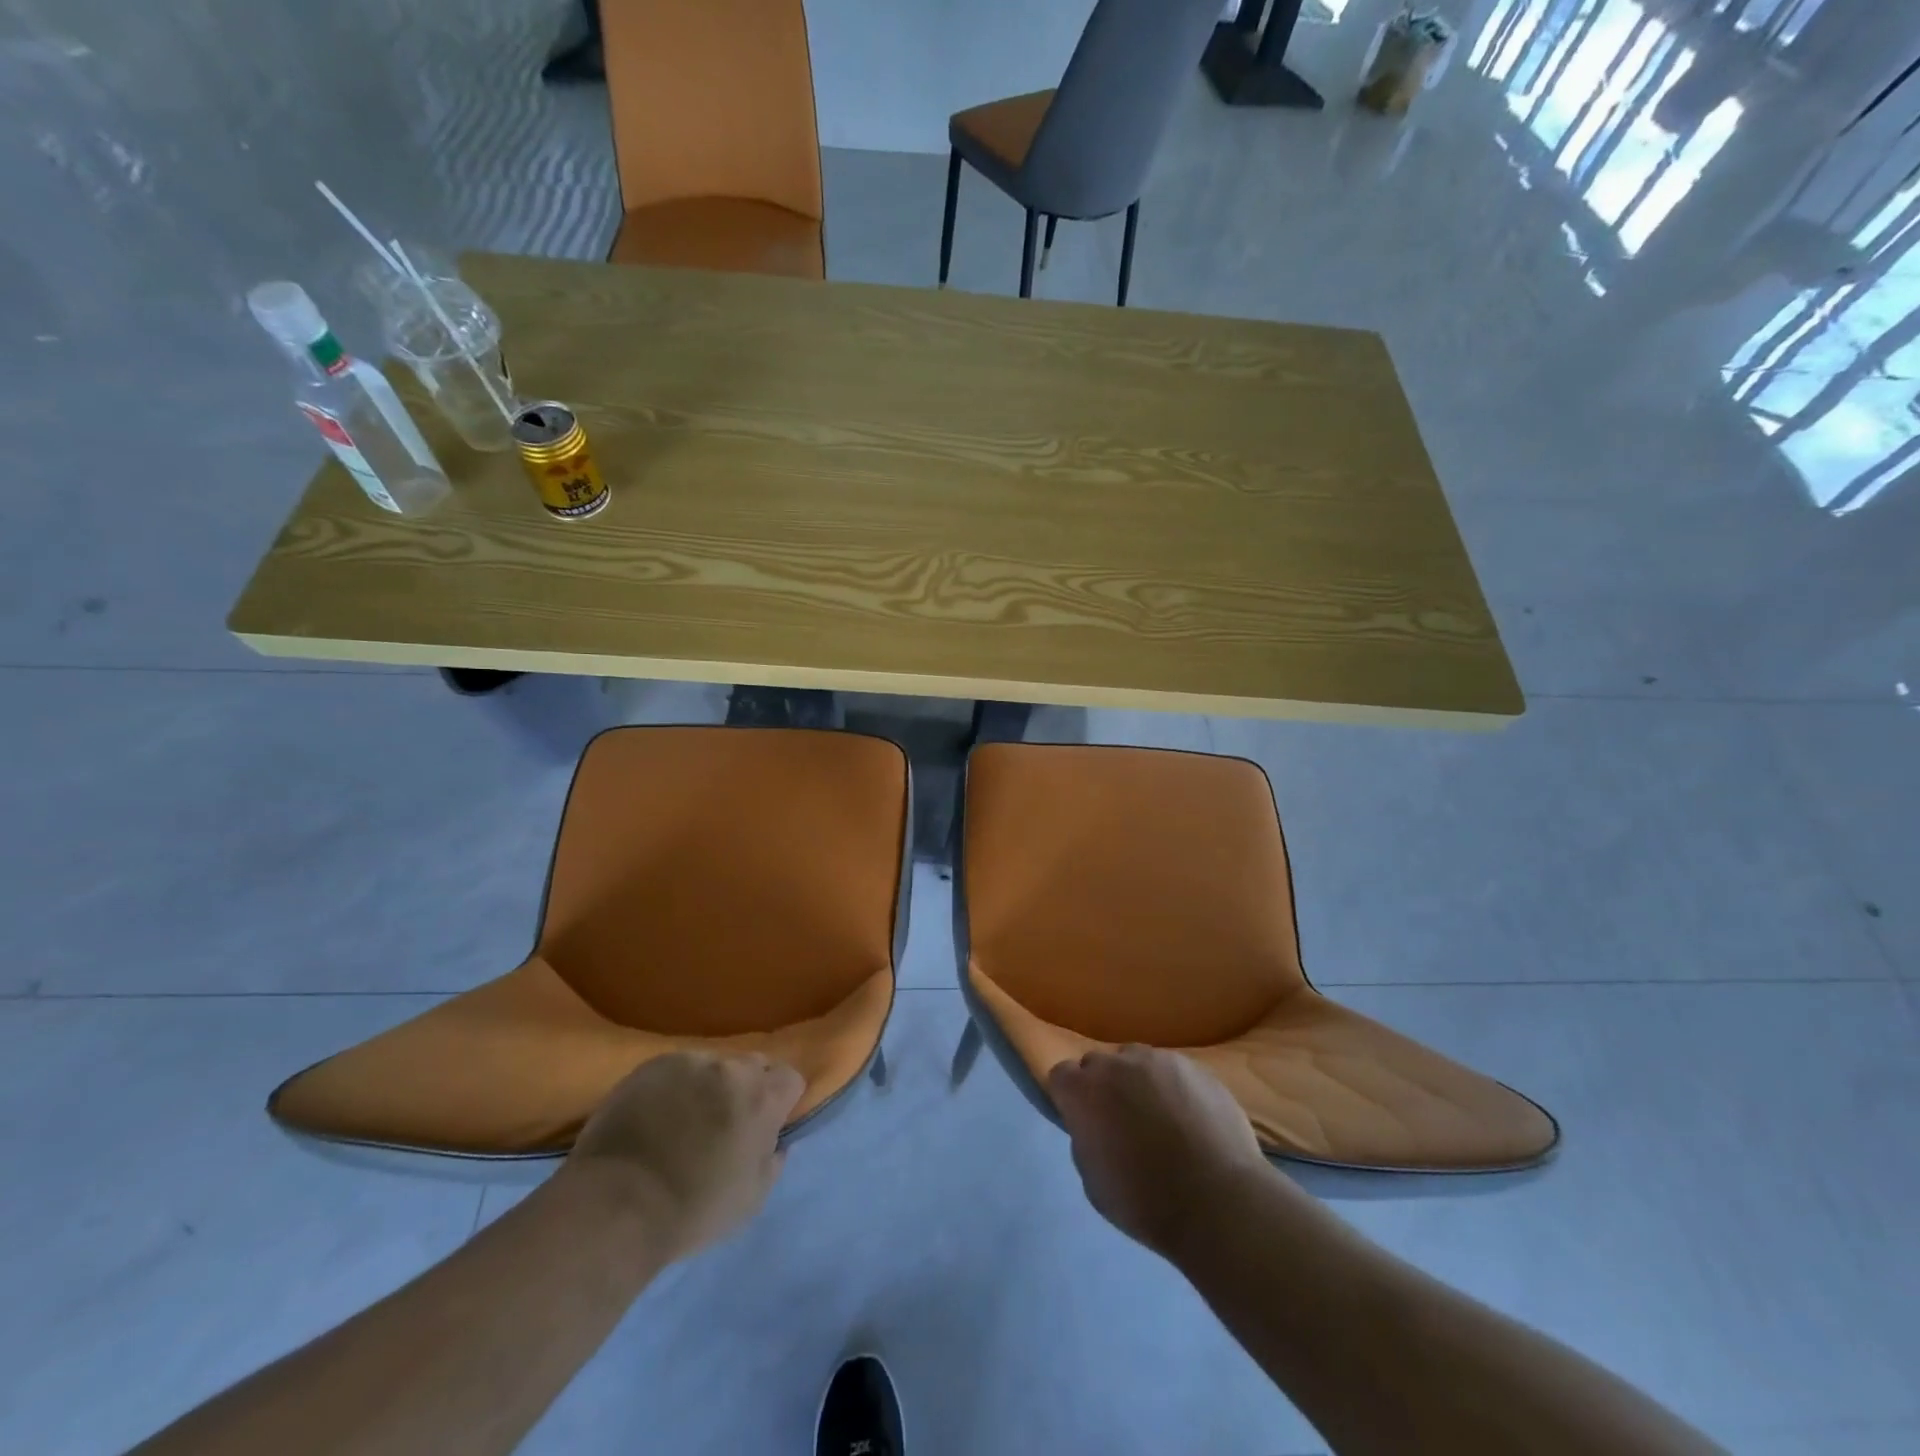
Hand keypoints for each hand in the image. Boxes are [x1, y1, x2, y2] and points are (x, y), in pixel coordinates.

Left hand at [564, 1051, 803, 1261]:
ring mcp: (689, 1062)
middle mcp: (731, 1068)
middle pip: (753, 1065)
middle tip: (726, 1124)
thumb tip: (775, 1142)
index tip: (766, 1126)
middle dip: (747, 1089)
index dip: (781, 1102)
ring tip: (684, 1120)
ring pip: (712, 1066)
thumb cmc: (692, 1211)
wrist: (616, 1206)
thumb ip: (772, 1161)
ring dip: (708, 1087)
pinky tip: (655, 1118)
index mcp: (762, 1097)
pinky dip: (673, 1088)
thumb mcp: (751, 1199)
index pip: (791, 1078)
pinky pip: (675, 1070)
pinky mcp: (652, 1066)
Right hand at [1049, 1045, 1276, 1259]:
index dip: (1071, 1097)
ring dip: (1140, 1083)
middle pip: (1100, 1064)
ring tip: (1161, 1118)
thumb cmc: (1146, 1201)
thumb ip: (1085, 1139)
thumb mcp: (1094, 1182)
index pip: (1062, 1075)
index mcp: (1084, 1090)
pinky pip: (1174, 1071)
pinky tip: (1191, 1119)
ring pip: (1138, 1062)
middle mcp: (1117, 1064)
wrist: (1218, 1201)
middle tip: (1122, 1121)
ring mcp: (1159, 1060)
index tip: (1084, 1120)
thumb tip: (1094, 1125)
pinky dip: (1175, 1089)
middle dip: (1104, 1086)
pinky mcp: (1196, 1067)